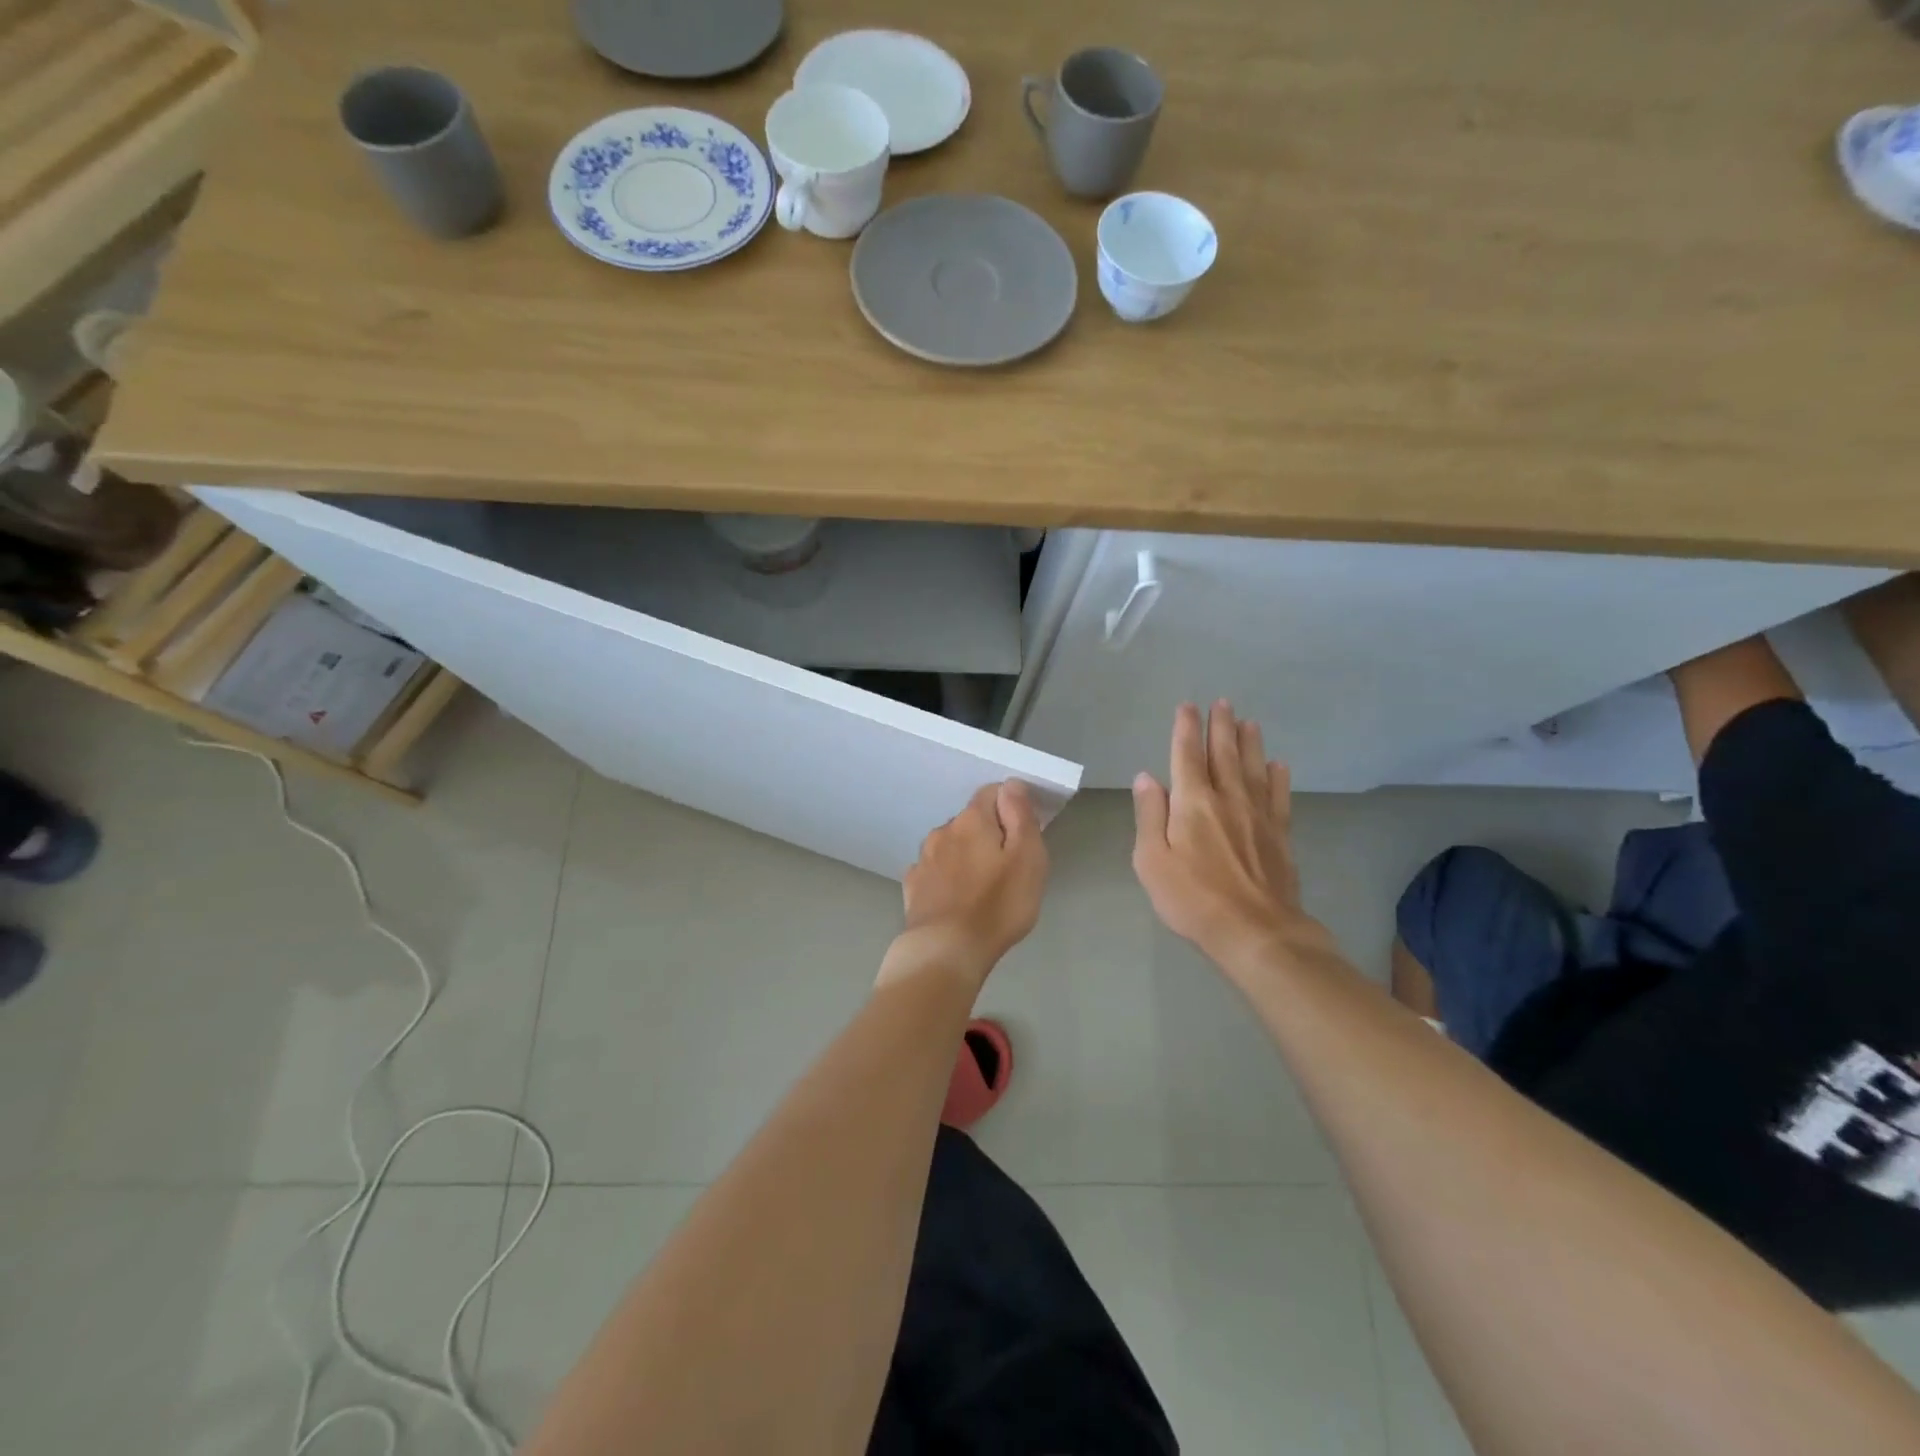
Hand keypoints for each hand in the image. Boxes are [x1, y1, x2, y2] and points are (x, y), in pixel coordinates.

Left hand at [887, 781, 1048, 987]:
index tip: (1025, 836)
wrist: (946, 951)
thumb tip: (1011, 785)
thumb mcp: (1027, 858)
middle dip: (988, 835)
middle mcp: (943, 831)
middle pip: (971, 821)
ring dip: (966, 857)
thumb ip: (1020, 816)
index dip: (1012, 808)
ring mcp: (923, 859)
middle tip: (1008, 868)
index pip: (993, 793)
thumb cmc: (997, 905)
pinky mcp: (913, 887)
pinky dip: (948, 878)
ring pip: (951, 846)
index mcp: (972, 819)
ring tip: (982, 888)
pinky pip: (936, 871)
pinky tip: (957, 900)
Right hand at [1132, 701, 1324, 975]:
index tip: (1188, 706)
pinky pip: (1279, 796)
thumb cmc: (1193, 899)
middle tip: (1222, 702)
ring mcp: (1258, 815)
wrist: (1256, 932)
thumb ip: (1149, 815)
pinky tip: (1278, 766)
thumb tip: (1146, 777)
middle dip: (1221, 726)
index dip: (1186, 729)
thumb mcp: (1152, 860)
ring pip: (1253, 768)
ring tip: (1249, 722)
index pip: (1186, 756)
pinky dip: (1277, 777)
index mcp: (1193, 803)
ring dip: (1250, 743)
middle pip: (1224, 754)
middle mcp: (1227, 799)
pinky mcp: (1280, 835)